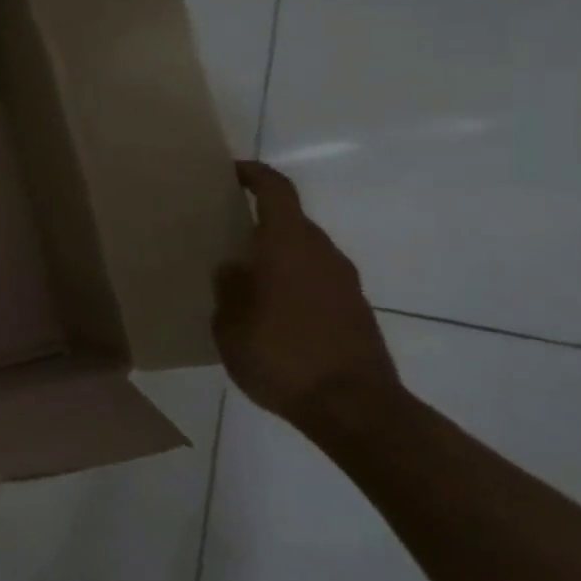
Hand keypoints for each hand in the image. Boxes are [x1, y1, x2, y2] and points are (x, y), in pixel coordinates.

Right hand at [211, 161, 402, 428]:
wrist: (355, 408)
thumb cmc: (282, 357)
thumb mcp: (230, 326)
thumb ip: (228, 290)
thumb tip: (233, 270)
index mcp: (288, 245)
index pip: (276, 191)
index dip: (255, 175)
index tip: (231, 172)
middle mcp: (321, 254)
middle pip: (291, 221)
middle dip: (260, 220)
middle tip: (226, 231)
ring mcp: (344, 282)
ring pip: (305, 251)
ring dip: (277, 254)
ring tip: (244, 274)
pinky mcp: (355, 310)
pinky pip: (317, 279)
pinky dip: (293, 281)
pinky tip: (271, 309)